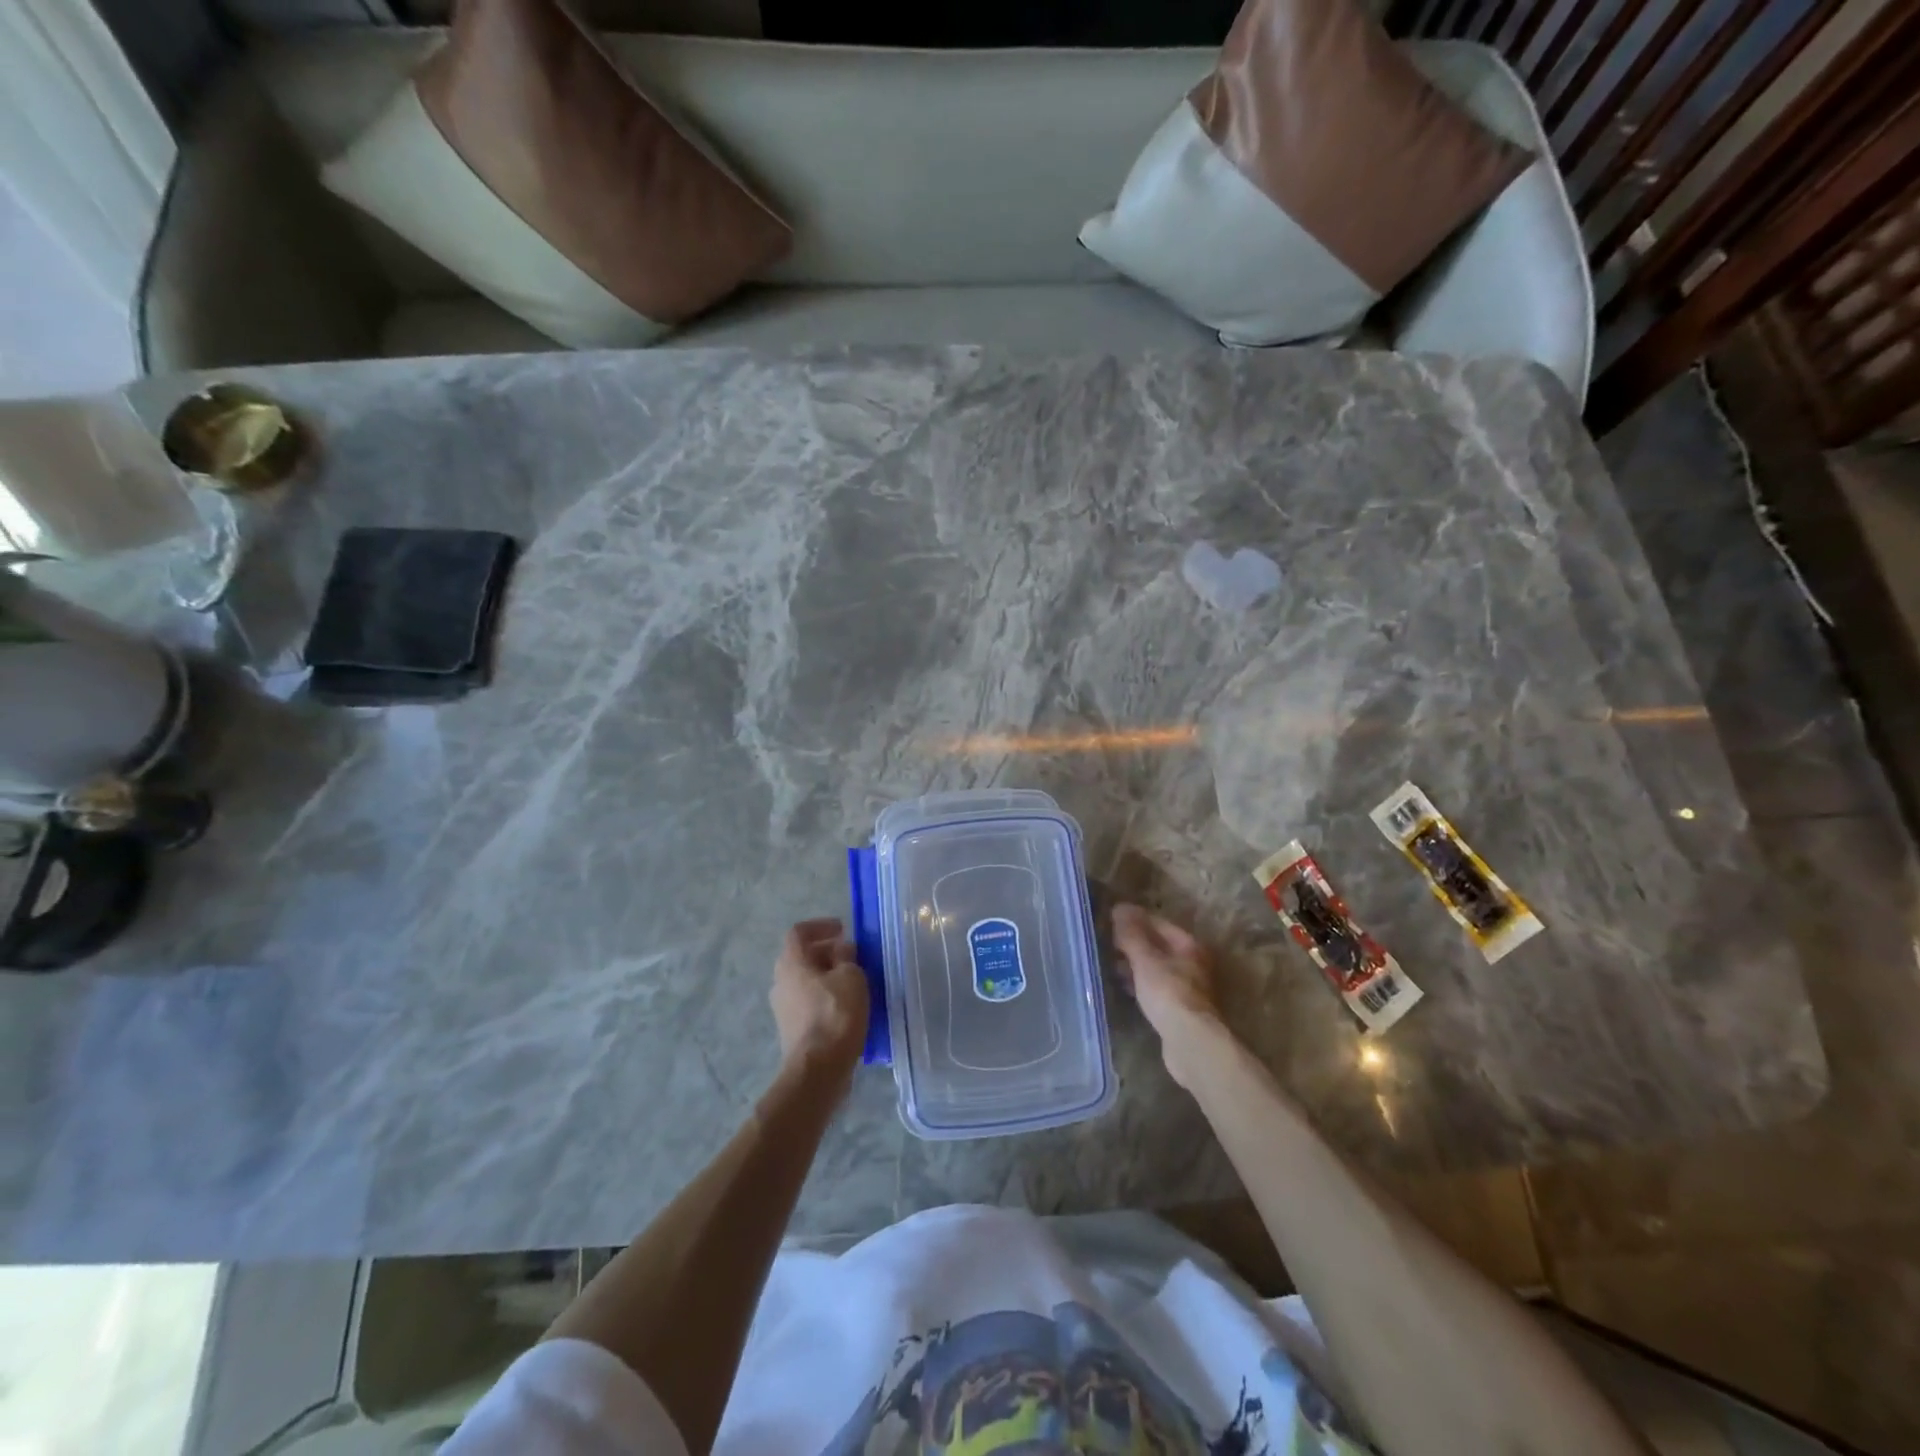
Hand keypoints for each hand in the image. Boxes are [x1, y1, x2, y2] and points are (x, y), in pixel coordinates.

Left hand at [770, 918, 868, 1079]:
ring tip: (853, 980)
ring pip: (805, 980)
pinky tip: (847, 1004)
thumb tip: (841, 951)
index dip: (820, 926)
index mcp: (791, 963)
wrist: (819, 1069)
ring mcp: (784, 1007)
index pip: (798, 932)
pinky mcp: (792, 1028)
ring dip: (827, 974)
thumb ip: (846, 957)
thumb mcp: (851, 976)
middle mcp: (781, 981)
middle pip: (801, 956)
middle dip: (827, 951)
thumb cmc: (835, 1014)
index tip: (842, 929)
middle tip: (852, 954)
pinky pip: (809, 1000)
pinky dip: (826, 995)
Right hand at [1112, 903, 1223, 1087]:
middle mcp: (1192, 963)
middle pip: (1159, 945)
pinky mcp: (1179, 1008)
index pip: (1158, 922)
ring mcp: (1187, 987)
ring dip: (1135, 964)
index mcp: (1189, 945)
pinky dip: (1140, 983)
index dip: (1134, 919)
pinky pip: (1155, 987)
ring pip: (1156, 967)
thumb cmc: (1168, 993)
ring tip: (1109, 962)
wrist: (1189, 1042)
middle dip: (1133, 942)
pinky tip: (1124, 986)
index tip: (1110, 919)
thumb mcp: (1145, 959)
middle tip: (1106, 941)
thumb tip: (1119, 907)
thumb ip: (1131, 934)